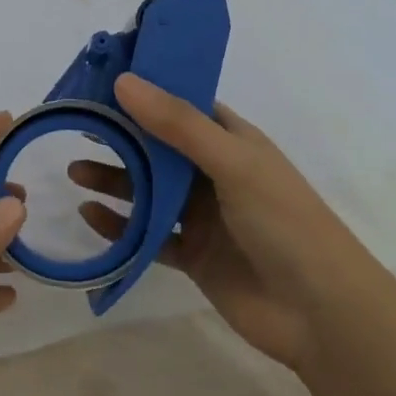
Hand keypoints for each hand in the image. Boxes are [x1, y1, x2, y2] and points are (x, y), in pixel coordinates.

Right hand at [70, 74, 367, 371]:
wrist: (321, 314)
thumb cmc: (284, 223)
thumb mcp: (232, 163)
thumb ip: (177, 125)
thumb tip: (123, 81)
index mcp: (232, 141)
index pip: (183, 105)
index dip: (146, 91)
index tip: (101, 81)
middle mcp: (215, 173)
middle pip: (159, 147)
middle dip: (121, 137)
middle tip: (76, 126)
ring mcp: (203, 216)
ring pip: (149, 191)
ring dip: (115, 180)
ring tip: (74, 172)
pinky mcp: (193, 255)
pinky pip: (148, 235)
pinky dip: (120, 227)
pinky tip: (89, 216)